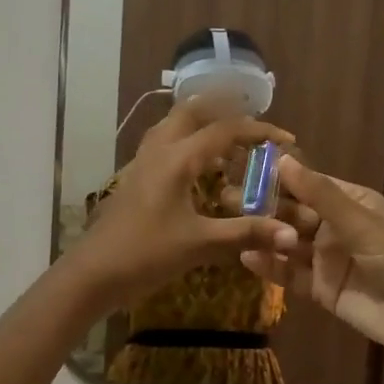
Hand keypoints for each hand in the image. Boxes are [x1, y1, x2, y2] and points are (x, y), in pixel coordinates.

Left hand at [68, 100, 297, 309]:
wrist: (93, 273)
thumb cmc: (146, 254)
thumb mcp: (200, 244)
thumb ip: (245, 234)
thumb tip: (291, 234)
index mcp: (177, 159)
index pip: (224, 129)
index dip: (258, 130)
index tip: (286, 139)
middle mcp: (159, 151)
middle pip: (192, 111)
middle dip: (225, 109)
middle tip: (253, 124)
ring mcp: (142, 162)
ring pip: (174, 125)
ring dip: (203, 122)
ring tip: (229, 138)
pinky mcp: (135, 178)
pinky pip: (165, 144)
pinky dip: (188, 141)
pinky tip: (200, 166)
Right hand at [242, 156, 383, 362]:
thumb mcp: (359, 222)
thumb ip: (319, 194)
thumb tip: (282, 160)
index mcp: (350, 203)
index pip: (308, 184)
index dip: (278, 177)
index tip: (243, 167)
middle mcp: (335, 228)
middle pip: (293, 213)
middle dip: (263, 207)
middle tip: (225, 198)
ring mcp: (326, 259)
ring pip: (289, 243)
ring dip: (265, 236)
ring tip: (230, 226)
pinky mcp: (321, 289)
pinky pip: (291, 274)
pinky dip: (271, 267)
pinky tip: (247, 258)